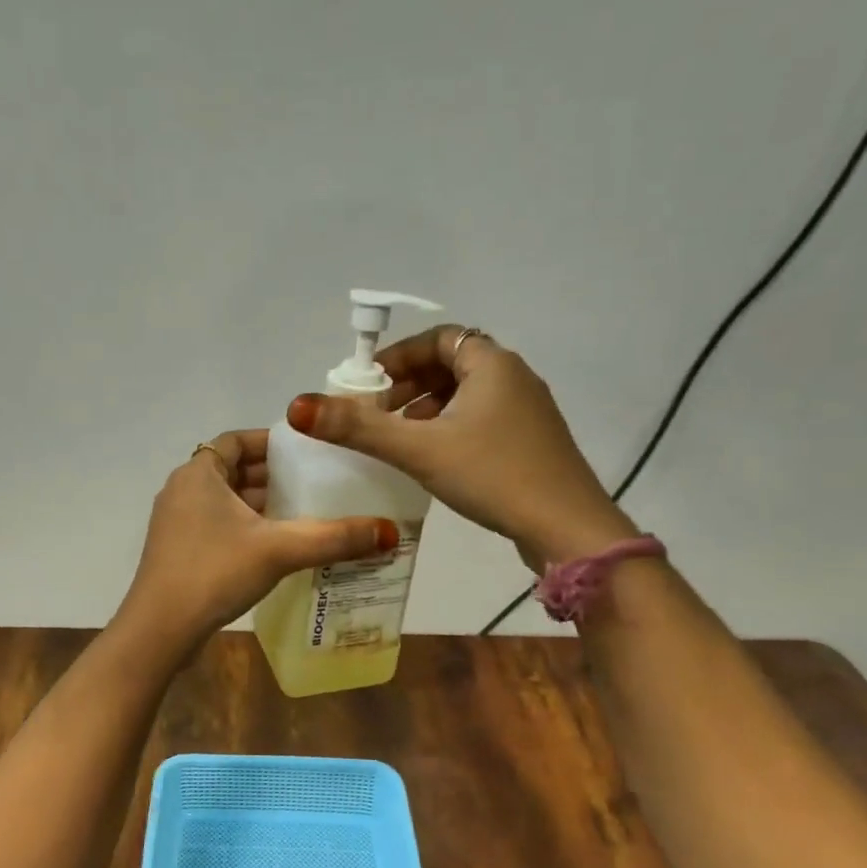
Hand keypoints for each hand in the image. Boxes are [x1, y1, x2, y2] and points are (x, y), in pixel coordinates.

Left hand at [114, 429, 398, 661]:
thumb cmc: (214, 572)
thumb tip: (389, 532)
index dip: (271, 443)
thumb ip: (333, 538)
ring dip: (261, 506)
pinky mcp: (179, 552)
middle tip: (317, 484)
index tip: (306, 453)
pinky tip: (278, 548)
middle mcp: (183, 490)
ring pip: (227, 502)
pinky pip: (219, 526)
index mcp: (198, 474)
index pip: (236, 440)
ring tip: (306, 515)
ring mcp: (177, 523)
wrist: (160, 630)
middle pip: (233, 470)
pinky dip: (247, 529)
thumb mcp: (278, 550)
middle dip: (273, 477)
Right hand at [286, 326, 634, 570]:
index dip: (398, 356)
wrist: (567, 528)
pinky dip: (450, 428)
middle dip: (408, 386)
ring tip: (398, 440)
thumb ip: (358, 427)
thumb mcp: (418, 449)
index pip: (439, 339)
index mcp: (492, 364)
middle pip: (451, 366)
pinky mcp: (532, 443)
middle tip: (376, 414)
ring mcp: (528, 412)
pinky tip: (433, 461)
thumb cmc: (492, 475)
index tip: (368, 384)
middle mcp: (514, 378)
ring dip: (427, 409)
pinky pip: (481, 420)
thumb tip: (299, 406)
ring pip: (466, 396)